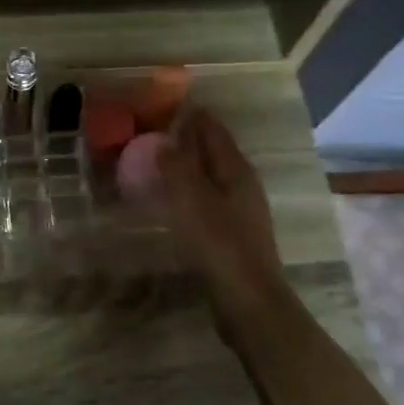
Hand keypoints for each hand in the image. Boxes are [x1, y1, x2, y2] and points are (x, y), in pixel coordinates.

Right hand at [158, 109, 285, 311]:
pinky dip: (191, 189)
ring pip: (213, 175)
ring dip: (189, 164)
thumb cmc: (219, 245)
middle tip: (156, 131)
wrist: (248, 300)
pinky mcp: (234, 232)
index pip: (213, 130)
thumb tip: (165, 139)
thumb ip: (178, 166)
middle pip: (215, 151)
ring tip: (160, 161)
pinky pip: (209, 198)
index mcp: (236, 170)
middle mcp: (243, 184)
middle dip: (190, 137)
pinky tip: (174, 200)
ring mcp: (241, 210)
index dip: (193, 115)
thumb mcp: (192, 200)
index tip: (167, 104)